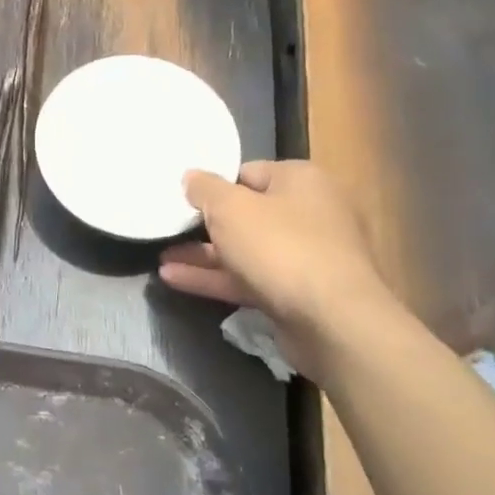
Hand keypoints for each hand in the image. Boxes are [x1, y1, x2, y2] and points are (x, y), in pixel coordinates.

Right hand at [160, 160, 395, 337]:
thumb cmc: (281, 247)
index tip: (183, 197)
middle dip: (205, 224)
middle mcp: (309, 214)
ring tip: (160, 257)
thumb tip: (191, 176)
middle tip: (169, 227)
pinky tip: (173, 279)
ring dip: (203, 254)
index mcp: (301, 181)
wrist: (334, 322)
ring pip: (245, 250)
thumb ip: (205, 189)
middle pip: (247, 213)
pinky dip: (214, 278)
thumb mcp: (230, 208)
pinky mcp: (296, 294)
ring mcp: (305, 257)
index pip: (248, 172)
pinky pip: (248, 279)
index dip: (214, 184)